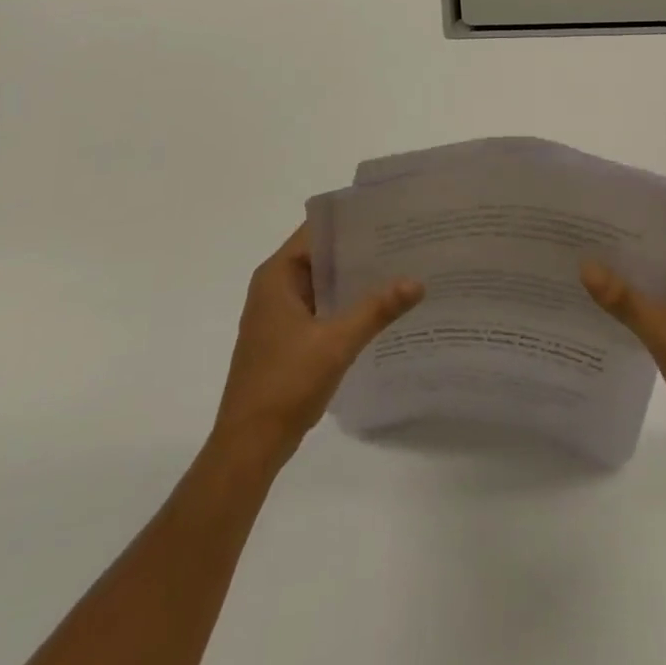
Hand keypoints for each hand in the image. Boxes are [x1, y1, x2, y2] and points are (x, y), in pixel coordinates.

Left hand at [212, 224, 422, 464]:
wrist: (248, 446)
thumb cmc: (286, 384)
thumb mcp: (336, 343)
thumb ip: (376, 310)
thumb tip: (417, 281)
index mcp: (277, 275)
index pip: (317, 231)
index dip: (351, 222)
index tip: (388, 217)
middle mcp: (274, 286)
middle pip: (321, 255)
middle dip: (359, 251)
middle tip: (403, 243)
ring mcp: (278, 314)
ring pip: (322, 283)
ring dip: (353, 280)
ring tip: (398, 270)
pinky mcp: (286, 338)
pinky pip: (320, 307)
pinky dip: (344, 305)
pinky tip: (377, 310)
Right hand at [581, 239, 665, 482]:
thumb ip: (626, 301)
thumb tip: (585, 264)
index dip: (650, 216)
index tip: (611, 208)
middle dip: (634, 247)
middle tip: (588, 233)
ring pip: (665, 285)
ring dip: (635, 278)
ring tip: (589, 262)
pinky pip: (665, 310)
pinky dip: (641, 306)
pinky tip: (607, 306)